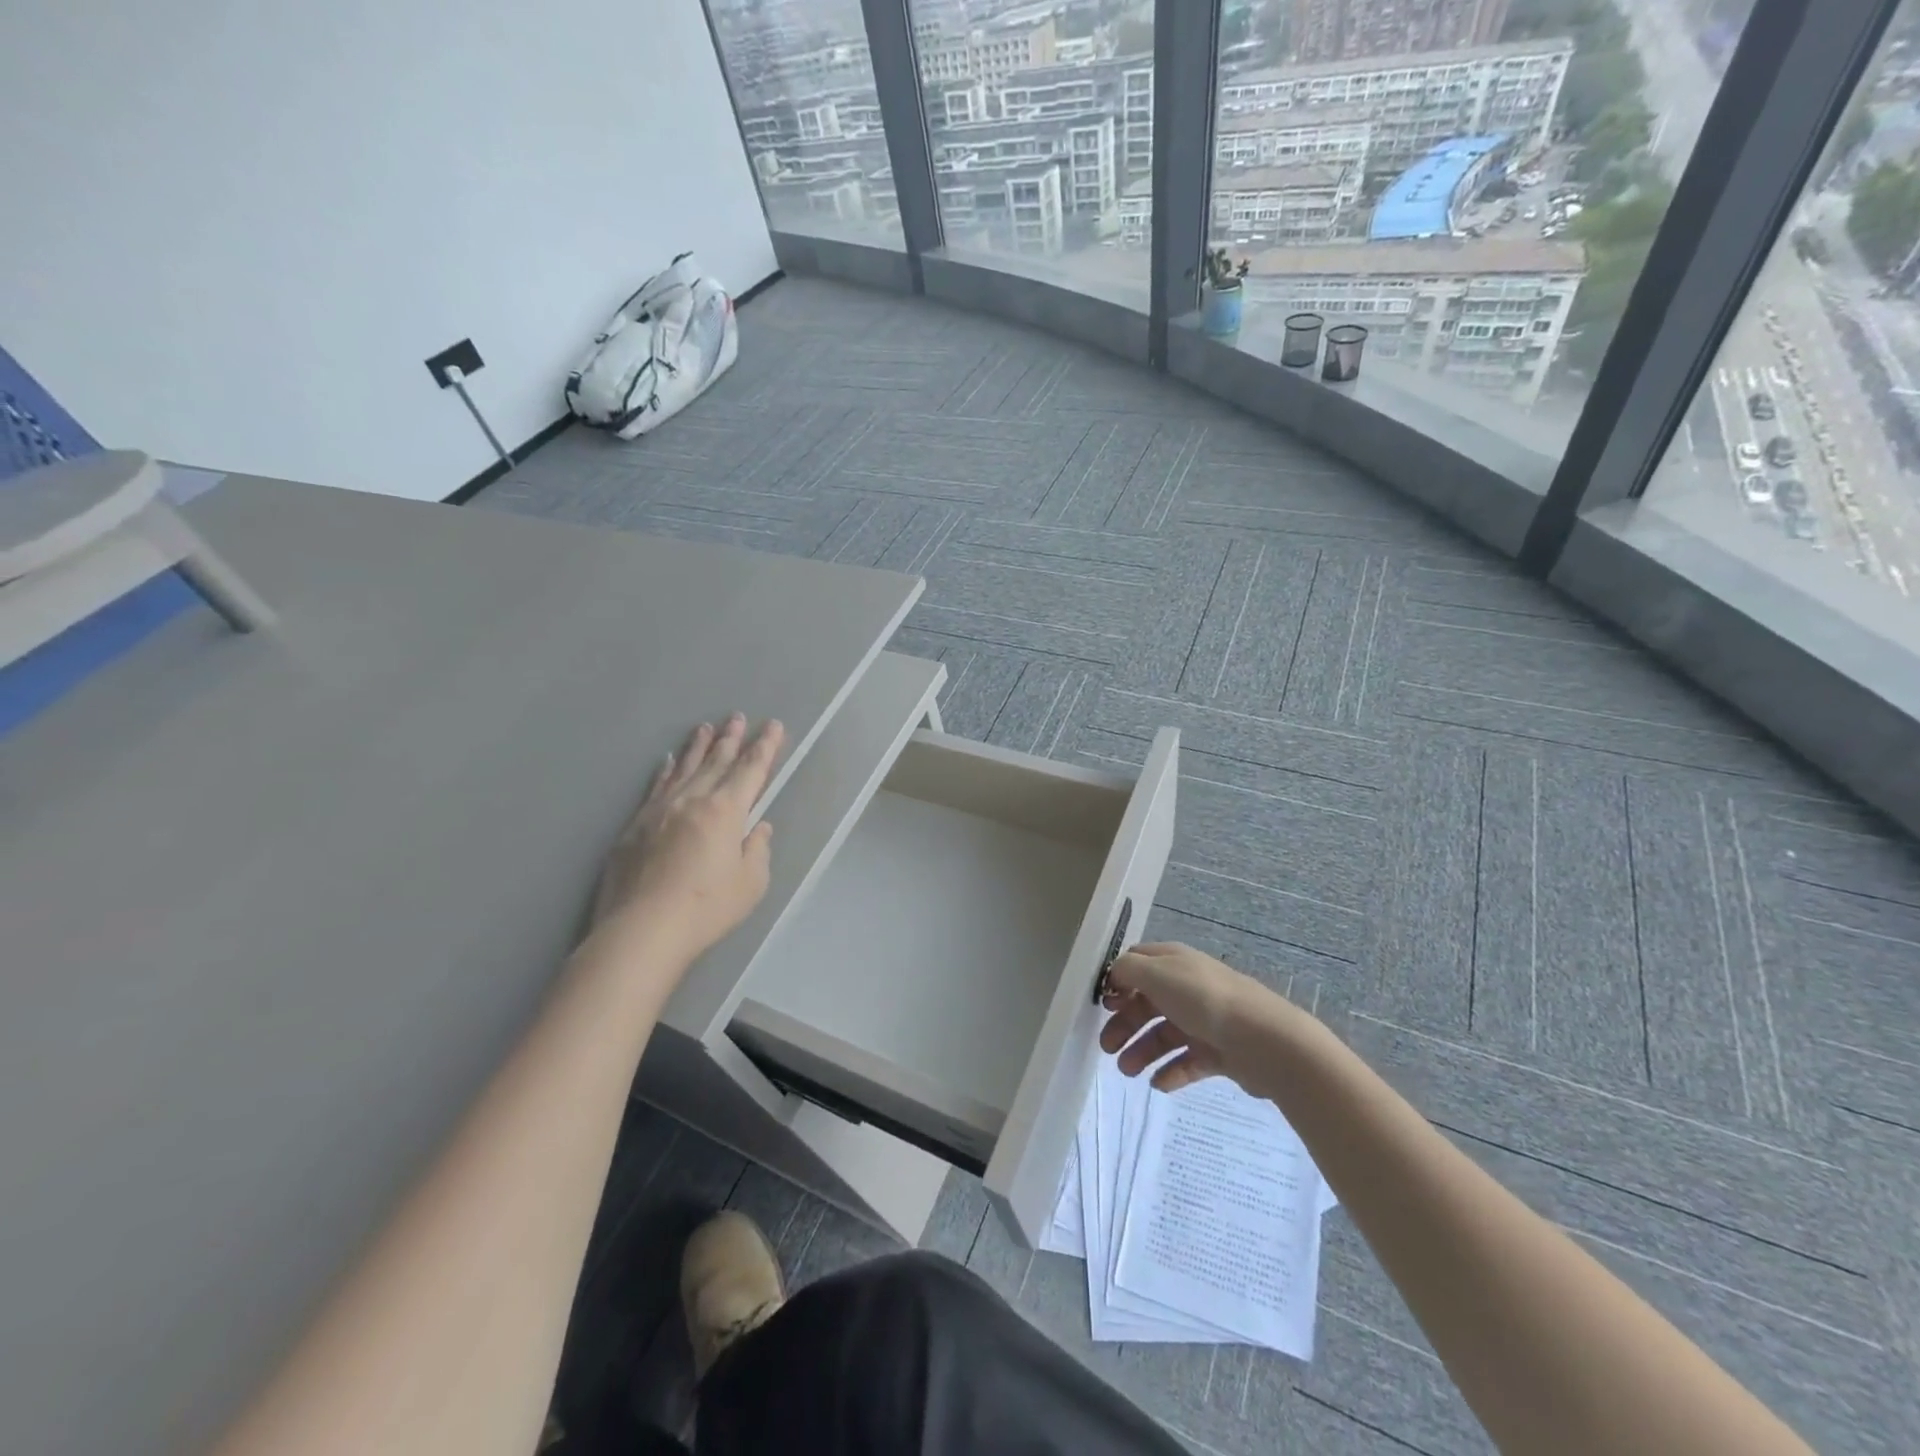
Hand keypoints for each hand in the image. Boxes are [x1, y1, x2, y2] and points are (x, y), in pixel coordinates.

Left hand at [594, 714, 785, 962]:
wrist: (642, 929)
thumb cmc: (706, 908)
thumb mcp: (750, 883)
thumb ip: (757, 850)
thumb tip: (758, 828)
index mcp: (726, 811)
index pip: (751, 770)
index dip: (765, 747)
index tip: (772, 726)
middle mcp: (693, 800)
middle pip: (716, 762)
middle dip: (731, 738)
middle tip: (737, 716)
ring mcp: (660, 810)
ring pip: (684, 768)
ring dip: (698, 746)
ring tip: (706, 727)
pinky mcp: (635, 825)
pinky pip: (656, 786)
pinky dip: (666, 770)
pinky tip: (669, 760)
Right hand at [1099, 942, 1283, 1093]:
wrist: (1264, 1040)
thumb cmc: (1203, 1000)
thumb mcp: (1157, 974)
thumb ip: (1128, 970)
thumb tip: (1115, 975)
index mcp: (1173, 962)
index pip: (1138, 965)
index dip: (1118, 982)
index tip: (1103, 1005)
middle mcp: (1188, 987)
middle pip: (1148, 1003)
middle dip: (1125, 1024)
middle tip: (1107, 1048)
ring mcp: (1205, 1020)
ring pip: (1165, 1034)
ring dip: (1143, 1051)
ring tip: (1129, 1073)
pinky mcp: (1219, 1051)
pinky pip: (1188, 1061)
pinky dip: (1171, 1071)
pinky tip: (1159, 1084)